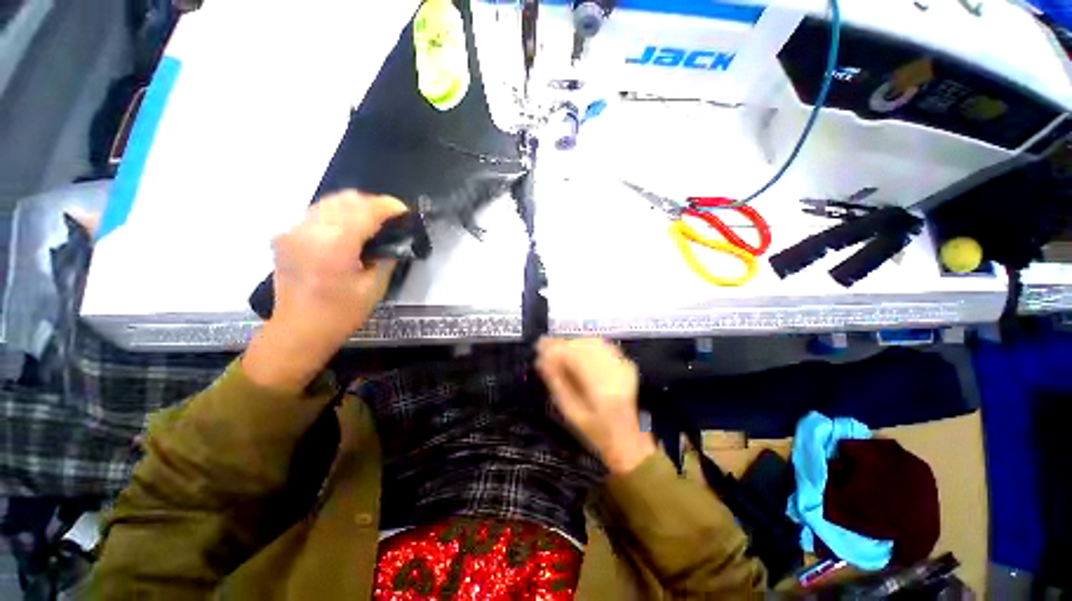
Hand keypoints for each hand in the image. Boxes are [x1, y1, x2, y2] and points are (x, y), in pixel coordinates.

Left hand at [243, 191, 407, 390]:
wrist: (298, 330)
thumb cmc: (341, 314)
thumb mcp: (374, 287)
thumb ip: (386, 257)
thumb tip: (395, 239)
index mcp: (334, 246)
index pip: (365, 210)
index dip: (388, 206)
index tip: (404, 211)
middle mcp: (310, 230)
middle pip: (346, 199)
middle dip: (373, 203)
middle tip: (390, 219)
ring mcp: (293, 231)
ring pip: (329, 202)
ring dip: (354, 207)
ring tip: (371, 222)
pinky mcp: (286, 236)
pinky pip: (316, 213)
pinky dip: (336, 215)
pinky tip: (346, 231)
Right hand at [536, 338, 655, 474]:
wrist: (625, 435)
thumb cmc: (593, 430)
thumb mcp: (570, 411)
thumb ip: (557, 383)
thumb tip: (541, 360)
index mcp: (599, 388)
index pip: (574, 356)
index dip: (555, 348)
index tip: (539, 346)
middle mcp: (613, 371)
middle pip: (584, 345)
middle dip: (563, 343)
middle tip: (546, 346)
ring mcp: (622, 365)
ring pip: (593, 342)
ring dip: (574, 342)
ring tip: (559, 347)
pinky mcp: (625, 363)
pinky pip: (603, 345)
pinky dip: (587, 344)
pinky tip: (577, 349)